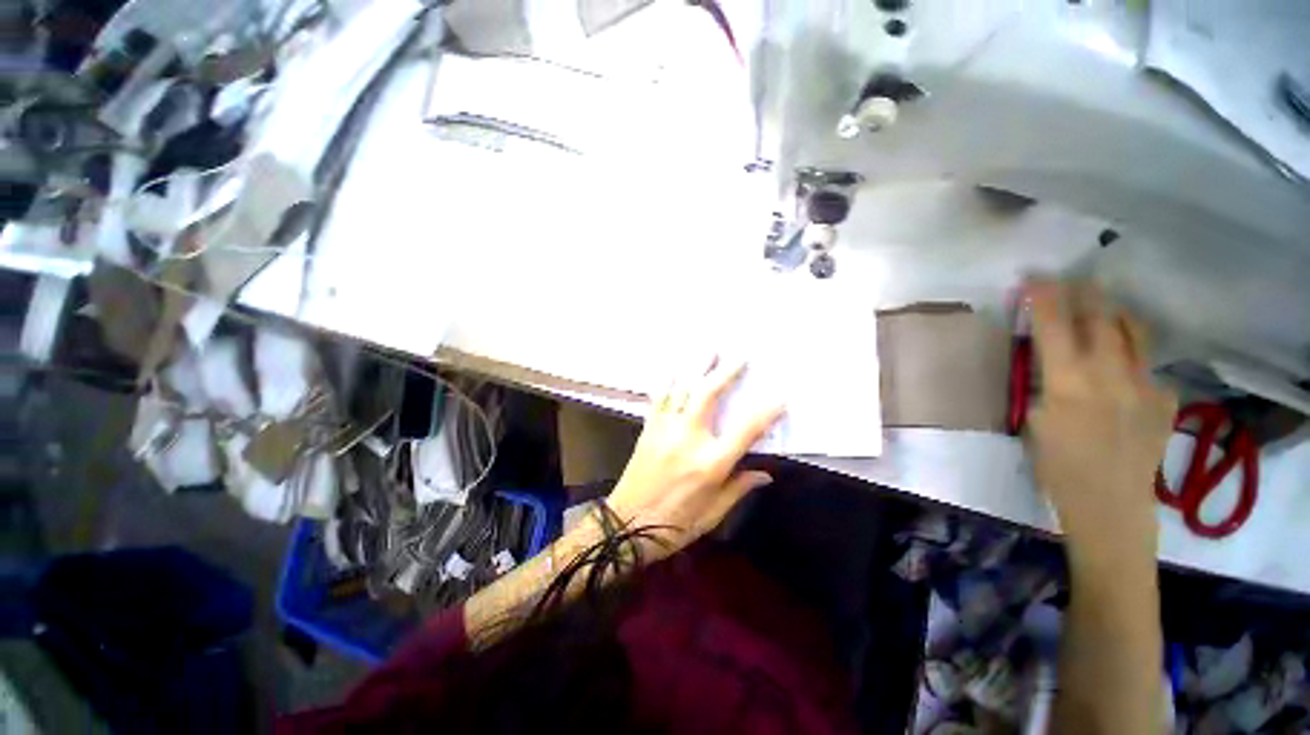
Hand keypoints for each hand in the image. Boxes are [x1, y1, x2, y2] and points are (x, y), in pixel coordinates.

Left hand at [607, 358, 784, 560]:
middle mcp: (689, 437)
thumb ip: (739, 487)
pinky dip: (670, 381)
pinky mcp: (650, 427)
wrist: (626, 524)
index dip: (766, 411)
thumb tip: (765, 473)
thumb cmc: (675, 524)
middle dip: (726, 372)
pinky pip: (661, 396)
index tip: (781, 396)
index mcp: (711, 462)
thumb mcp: (713, 513)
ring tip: (710, 349)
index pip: (746, 429)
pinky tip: (676, 369)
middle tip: (739, 356)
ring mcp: (666, 428)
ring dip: (698, 367)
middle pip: (709, 394)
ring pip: (683, 388)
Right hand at [1026, 280, 1176, 557]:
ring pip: (1134, 333)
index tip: (1035, 277)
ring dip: (1116, 314)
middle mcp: (1111, 373)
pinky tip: (1124, 372)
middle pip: (1101, 318)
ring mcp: (1146, 384)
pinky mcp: (1165, 399)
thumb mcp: (1034, 422)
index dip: (1045, 296)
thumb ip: (1045, 386)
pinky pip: (1149, 367)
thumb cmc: (1057, 467)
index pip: (1056, 324)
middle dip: (1085, 293)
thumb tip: (1052, 365)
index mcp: (1069, 381)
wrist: (1110, 505)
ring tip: (1106, 307)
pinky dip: (1133, 360)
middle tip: (1074, 280)